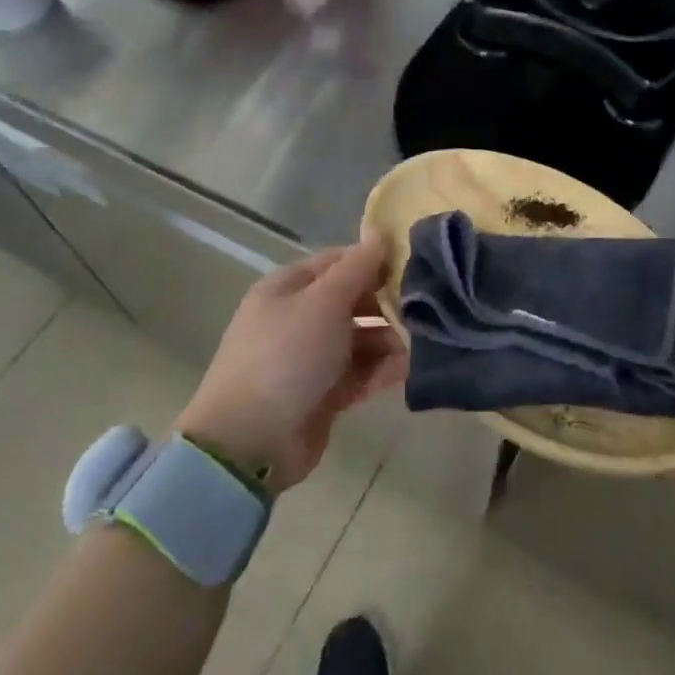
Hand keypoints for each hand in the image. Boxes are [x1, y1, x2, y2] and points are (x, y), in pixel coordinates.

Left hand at [176, 234, 402, 492]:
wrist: (249, 443)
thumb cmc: (286, 357)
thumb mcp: (324, 302)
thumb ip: (357, 268)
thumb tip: (379, 232)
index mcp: (289, 288)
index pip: (339, 261)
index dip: (374, 261)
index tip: (413, 265)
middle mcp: (299, 318)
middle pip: (353, 300)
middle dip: (388, 304)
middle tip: (424, 308)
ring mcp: (311, 358)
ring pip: (361, 338)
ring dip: (390, 339)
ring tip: (421, 343)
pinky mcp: (324, 394)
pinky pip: (361, 373)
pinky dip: (383, 369)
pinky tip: (410, 368)